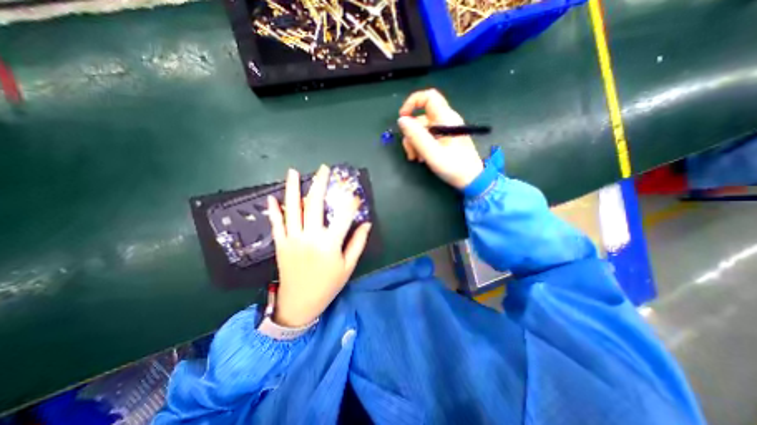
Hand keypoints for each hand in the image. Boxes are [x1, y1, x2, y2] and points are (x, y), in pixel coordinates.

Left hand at [266, 164, 371, 325]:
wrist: (300, 303)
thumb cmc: (328, 285)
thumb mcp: (348, 266)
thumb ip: (357, 243)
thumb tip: (366, 223)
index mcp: (330, 244)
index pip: (343, 216)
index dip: (350, 202)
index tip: (354, 194)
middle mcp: (310, 237)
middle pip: (314, 204)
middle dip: (319, 184)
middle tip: (323, 169)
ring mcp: (292, 239)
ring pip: (292, 209)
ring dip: (292, 189)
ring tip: (293, 172)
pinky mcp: (281, 244)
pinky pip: (276, 223)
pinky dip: (274, 210)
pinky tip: (272, 197)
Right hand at [398, 87, 480, 188]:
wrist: (471, 180)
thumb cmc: (454, 166)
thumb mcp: (432, 153)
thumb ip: (416, 136)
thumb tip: (401, 120)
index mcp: (446, 119)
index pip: (429, 97)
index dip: (413, 102)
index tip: (402, 118)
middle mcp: (445, 121)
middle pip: (421, 118)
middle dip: (411, 134)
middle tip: (410, 152)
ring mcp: (445, 131)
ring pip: (422, 130)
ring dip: (414, 143)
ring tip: (416, 159)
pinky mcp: (444, 140)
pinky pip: (427, 138)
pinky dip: (420, 146)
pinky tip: (421, 158)